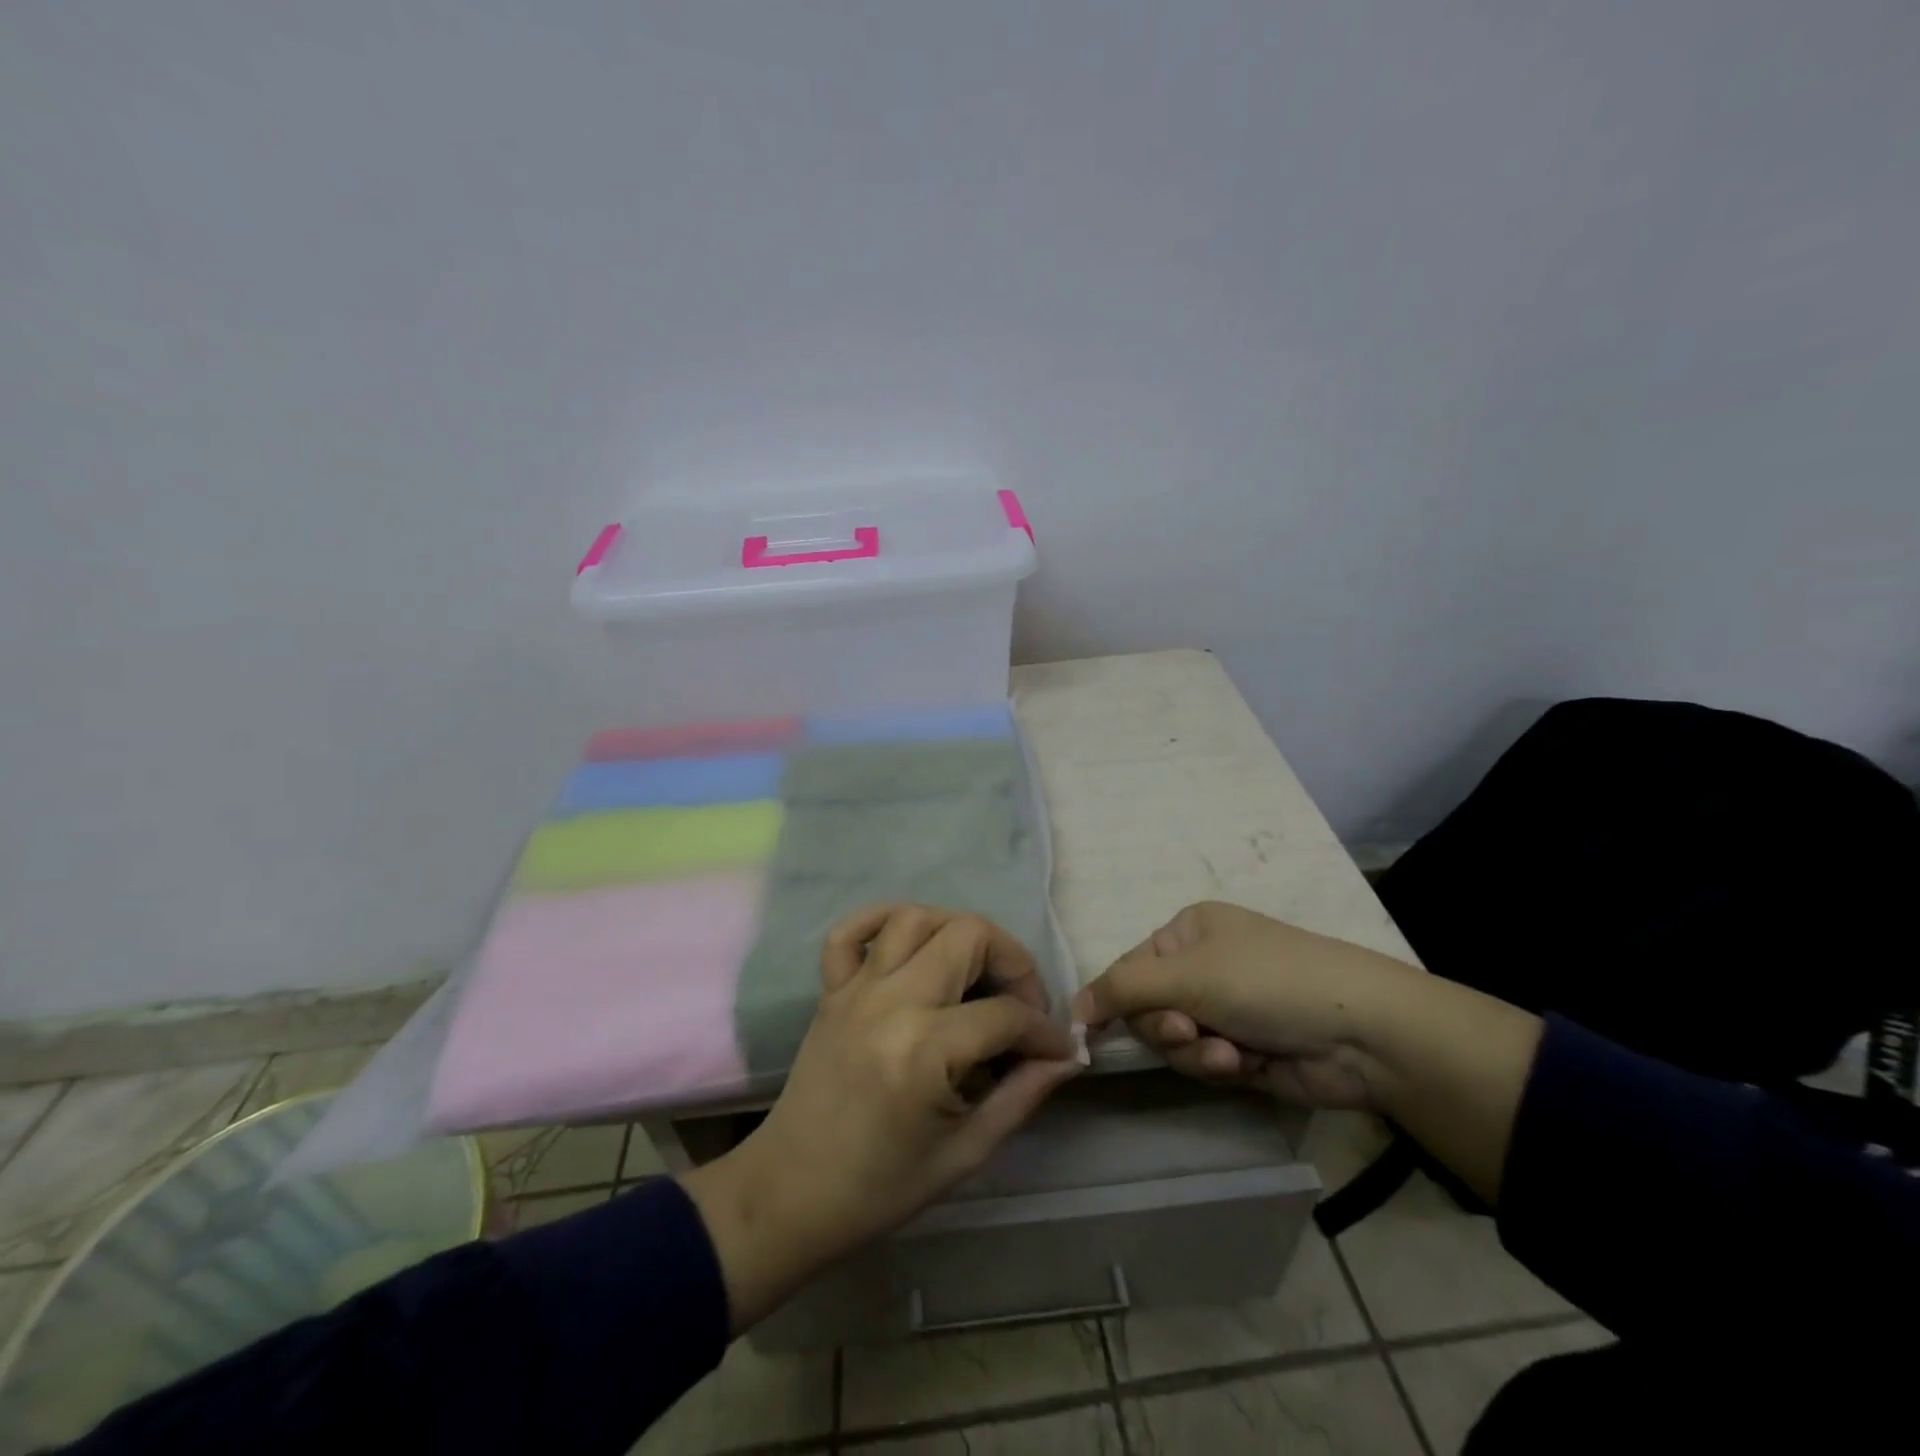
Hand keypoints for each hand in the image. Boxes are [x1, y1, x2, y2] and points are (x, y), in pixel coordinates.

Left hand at [682, 904, 1081, 1332]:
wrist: (789, 1194)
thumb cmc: (880, 1187)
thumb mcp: (965, 1154)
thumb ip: (1021, 1096)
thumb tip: (1066, 1056)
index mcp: (925, 1050)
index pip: (1007, 1014)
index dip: (1045, 1031)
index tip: (1059, 1049)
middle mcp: (891, 1001)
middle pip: (968, 935)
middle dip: (1012, 962)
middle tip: (1021, 1003)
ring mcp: (855, 988)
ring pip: (916, 917)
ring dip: (957, 933)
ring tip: (974, 972)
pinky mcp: (830, 989)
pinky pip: (850, 930)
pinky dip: (882, 921)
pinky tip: (910, 945)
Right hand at [1072, 901, 1421, 1110]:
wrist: (1361, 1032)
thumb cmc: (1266, 981)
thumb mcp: (1187, 974)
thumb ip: (1122, 989)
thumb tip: (1070, 1007)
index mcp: (1188, 931)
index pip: (1129, 967)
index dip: (1116, 999)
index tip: (1097, 1029)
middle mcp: (1203, 966)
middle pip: (1148, 1008)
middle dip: (1167, 1027)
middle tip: (1190, 1031)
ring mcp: (1224, 1008)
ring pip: (1174, 1041)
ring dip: (1194, 1051)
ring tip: (1227, 1054)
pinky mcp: (1242, 1049)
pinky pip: (1203, 1063)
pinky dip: (1217, 1066)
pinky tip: (1243, 1064)